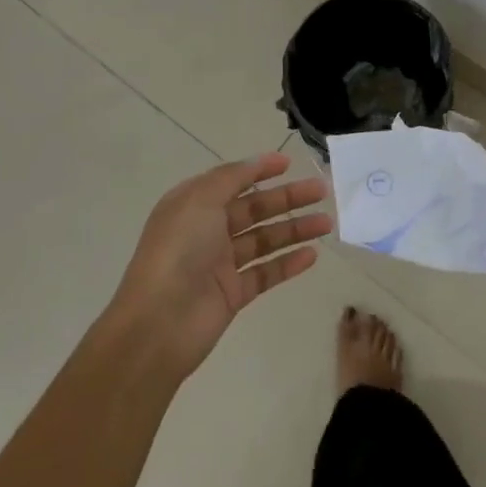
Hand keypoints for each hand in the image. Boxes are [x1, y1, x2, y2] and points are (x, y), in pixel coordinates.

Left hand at [108, 151, 331, 379]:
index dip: (260, 170)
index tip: (289, 164)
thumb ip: (231, 177)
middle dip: (288, 198)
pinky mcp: (233, 294)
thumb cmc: (178, 251)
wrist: (158, 324)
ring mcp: (221, 264)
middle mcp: (207, 231)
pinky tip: (312, 255)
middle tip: (322, 191)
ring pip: (265, 240)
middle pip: (255, 208)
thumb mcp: (200, 200)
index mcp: (193, 205)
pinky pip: (266, 273)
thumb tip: (257, 162)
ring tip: (327, 223)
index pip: (232, 181)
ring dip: (295, 229)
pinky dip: (288, 263)